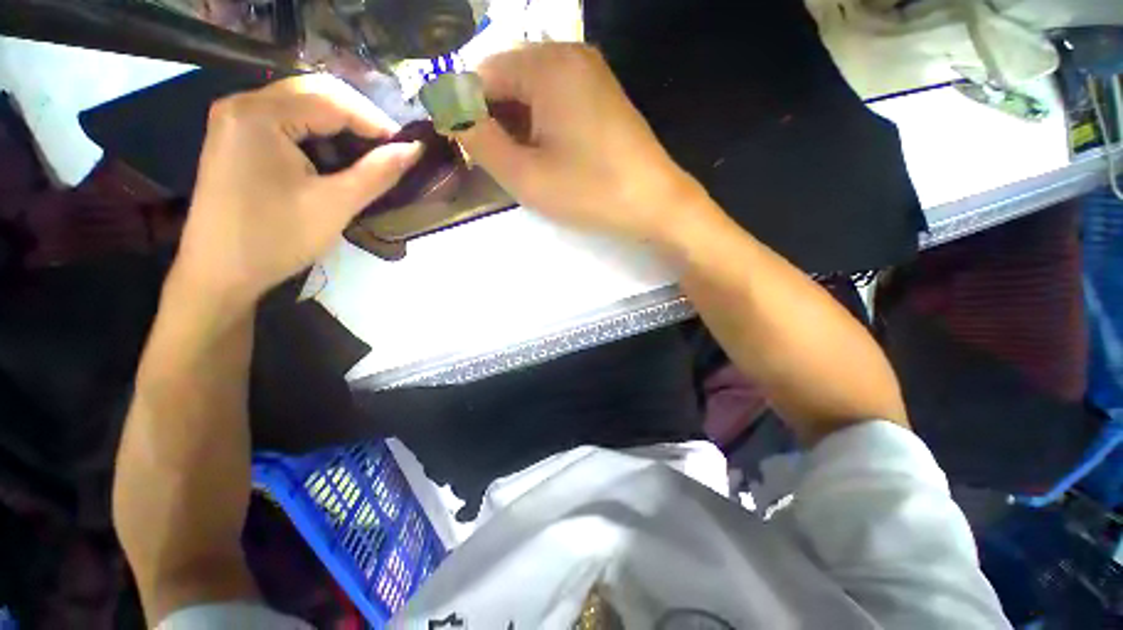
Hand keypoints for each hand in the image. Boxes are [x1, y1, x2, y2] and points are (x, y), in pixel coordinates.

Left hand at [176, 74, 422, 303]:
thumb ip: (378, 172)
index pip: (331, 101)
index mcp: (259, 115)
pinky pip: (285, 121)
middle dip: (358, 118)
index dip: (375, 121)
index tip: (407, 147)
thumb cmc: (277, 238)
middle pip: (313, 94)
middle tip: (390, 149)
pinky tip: (333, 157)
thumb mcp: (336, 205)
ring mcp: (234, 120)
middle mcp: (242, 104)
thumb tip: (415, 150)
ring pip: (300, 105)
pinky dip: (316, 134)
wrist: (219, 274)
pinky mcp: (235, 138)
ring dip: (339, 126)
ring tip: (368, 154)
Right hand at [457, 44, 702, 243]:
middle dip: (495, 121)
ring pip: (532, 92)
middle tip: (499, 165)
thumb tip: (450, 113)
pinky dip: (542, 125)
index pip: (481, 76)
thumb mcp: (525, 175)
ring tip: (524, 165)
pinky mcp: (602, 94)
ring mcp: (590, 72)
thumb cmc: (590, 192)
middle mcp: (568, 54)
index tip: (470, 154)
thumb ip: (479, 140)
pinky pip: (556, 100)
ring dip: (518, 125)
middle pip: (507, 80)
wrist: (656, 203)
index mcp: (546, 65)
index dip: (467, 114)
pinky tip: (548, 155)